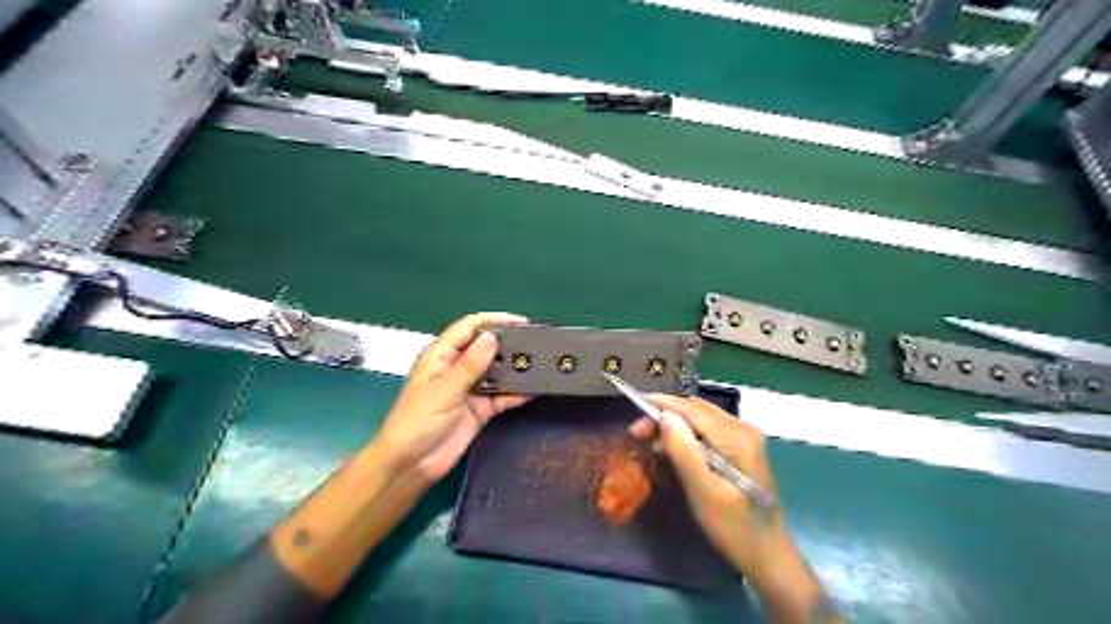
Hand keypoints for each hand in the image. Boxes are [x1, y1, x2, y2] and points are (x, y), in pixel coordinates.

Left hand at [372, 312, 531, 487]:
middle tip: (538, 342)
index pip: (469, 327)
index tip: (521, 322)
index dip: (494, 320)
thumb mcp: (443, 390)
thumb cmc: (417, 422)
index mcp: (441, 356)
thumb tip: (492, 337)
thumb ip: (469, 365)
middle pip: (486, 347)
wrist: (411, 466)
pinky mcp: (481, 409)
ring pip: (497, 371)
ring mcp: (471, 389)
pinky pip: (502, 396)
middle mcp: (458, 368)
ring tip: (542, 363)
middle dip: (509, 343)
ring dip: (516, 368)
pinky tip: (535, 389)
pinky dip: (517, 393)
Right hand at [629, 397, 793, 586]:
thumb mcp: (703, 491)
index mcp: (736, 436)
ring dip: (674, 424)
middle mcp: (743, 428)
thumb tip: (665, 415)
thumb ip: (684, 451)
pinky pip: (708, 430)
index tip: (633, 410)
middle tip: (637, 431)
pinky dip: (686, 434)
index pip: (692, 408)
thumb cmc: (734, 527)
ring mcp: (745, 437)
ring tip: (648, 440)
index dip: (661, 405)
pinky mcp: (742, 448)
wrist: (768, 554)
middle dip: (665, 414)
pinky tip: (671, 447)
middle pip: (697, 410)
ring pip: (701, 418)